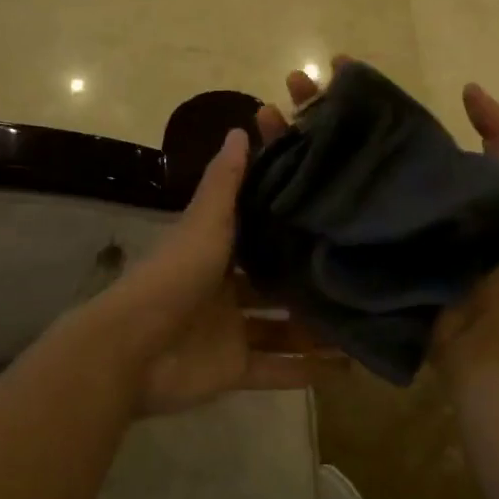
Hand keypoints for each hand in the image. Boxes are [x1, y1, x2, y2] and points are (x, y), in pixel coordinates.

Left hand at [105, 127, 336, 416]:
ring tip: (366, 318)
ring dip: (316, 328)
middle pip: (275, 284)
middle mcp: (227, 290)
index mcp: (217, 253)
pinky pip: (278, 370)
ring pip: (283, 328)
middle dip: (309, 280)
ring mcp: (231, 332)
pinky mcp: (235, 369)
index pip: (258, 233)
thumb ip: (226, 182)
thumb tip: (242, 127)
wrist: (133, 349)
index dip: (289, 223)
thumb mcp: (206, 222)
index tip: (330, 211)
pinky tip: (349, 367)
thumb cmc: (175, 276)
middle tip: (359, 270)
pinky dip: (308, 372)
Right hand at [254, 59, 498, 378]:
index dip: (355, 95)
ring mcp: (353, 229)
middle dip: (312, 112)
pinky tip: (254, 172)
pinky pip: (298, 227)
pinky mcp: (334, 260)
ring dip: (286, 145)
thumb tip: (469, 87)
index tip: (335, 64)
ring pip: (311, 179)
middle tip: (291, 81)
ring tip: (263, 114)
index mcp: (411, 176)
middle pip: (337, 146)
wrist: (482, 329)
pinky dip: (274, 201)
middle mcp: (377, 197)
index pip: (376, 126)